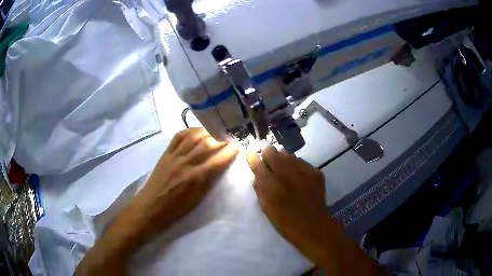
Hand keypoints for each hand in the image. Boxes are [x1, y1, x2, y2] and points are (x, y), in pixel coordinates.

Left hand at [133, 127, 239, 235]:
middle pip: (206, 144)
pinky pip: (177, 137)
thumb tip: (217, 166)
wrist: (151, 206)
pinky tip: (196, 131)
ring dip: (206, 132)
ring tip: (214, 131)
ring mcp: (174, 156)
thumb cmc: (176, 208)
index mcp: (195, 178)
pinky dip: (189, 131)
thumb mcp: (197, 198)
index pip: (217, 160)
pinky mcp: (165, 154)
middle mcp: (185, 163)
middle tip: (229, 135)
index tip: (238, 144)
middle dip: (221, 138)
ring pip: (192, 137)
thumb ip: (207, 180)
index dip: (230, 151)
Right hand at [246, 147, 330, 255]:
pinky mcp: (314, 171)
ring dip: (284, 162)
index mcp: (269, 182)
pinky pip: (301, 162)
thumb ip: (258, 181)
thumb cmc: (283, 218)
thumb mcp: (264, 202)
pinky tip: (300, 180)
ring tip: (288, 176)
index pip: (258, 159)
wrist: (310, 224)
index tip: (256, 161)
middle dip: (270, 158)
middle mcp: (285, 171)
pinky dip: (298, 168)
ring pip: (288, 154)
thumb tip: (253, 160)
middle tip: (273, 171)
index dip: (256, 159)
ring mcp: (302, 169)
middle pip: (272, 150)